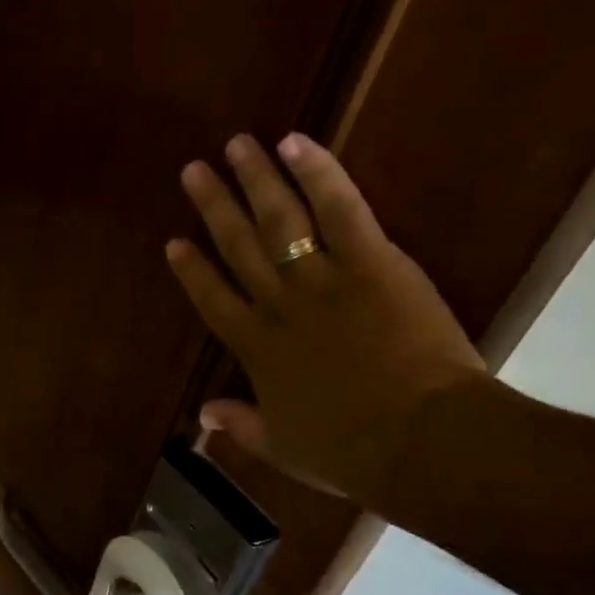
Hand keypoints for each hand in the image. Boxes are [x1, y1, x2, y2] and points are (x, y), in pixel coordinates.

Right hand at [165, 132, 485, 510]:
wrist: (419, 440)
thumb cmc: (351, 452)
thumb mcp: (284, 449)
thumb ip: (241, 426)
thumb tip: (203, 414)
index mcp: (257, 351)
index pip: (214, 301)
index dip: (192, 271)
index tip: (174, 242)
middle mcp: (280, 307)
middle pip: (239, 247)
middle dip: (214, 207)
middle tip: (194, 170)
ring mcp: (323, 280)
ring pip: (280, 221)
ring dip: (256, 180)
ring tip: (237, 144)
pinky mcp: (372, 262)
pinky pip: (340, 209)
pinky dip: (318, 173)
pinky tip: (295, 141)